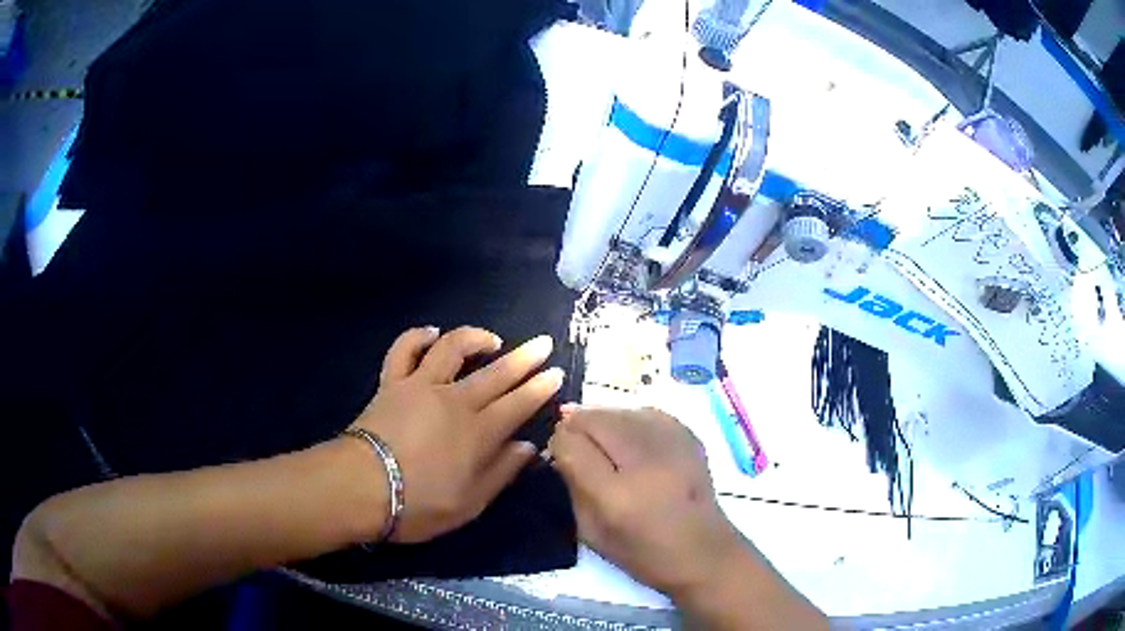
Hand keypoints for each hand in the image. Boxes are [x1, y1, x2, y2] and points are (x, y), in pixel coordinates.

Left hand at [352, 326, 562, 542]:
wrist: (362, 487)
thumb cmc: (419, 504)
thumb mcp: (471, 503)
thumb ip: (502, 472)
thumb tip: (528, 448)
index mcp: (479, 433)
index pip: (518, 404)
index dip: (539, 388)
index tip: (556, 373)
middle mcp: (455, 401)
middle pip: (496, 373)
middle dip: (524, 357)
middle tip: (542, 343)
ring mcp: (421, 386)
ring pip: (452, 349)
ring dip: (475, 338)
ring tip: (492, 339)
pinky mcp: (392, 383)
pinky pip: (404, 350)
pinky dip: (417, 336)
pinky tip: (430, 332)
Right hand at [549, 407, 742, 597]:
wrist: (702, 550)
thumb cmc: (642, 552)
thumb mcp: (591, 532)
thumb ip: (572, 486)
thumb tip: (561, 447)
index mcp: (616, 496)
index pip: (572, 444)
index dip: (559, 442)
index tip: (557, 450)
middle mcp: (644, 462)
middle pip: (596, 419)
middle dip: (577, 424)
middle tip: (574, 440)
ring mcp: (671, 445)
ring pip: (620, 410)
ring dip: (602, 420)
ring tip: (599, 438)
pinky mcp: (689, 437)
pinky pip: (647, 413)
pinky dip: (630, 419)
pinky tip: (628, 437)